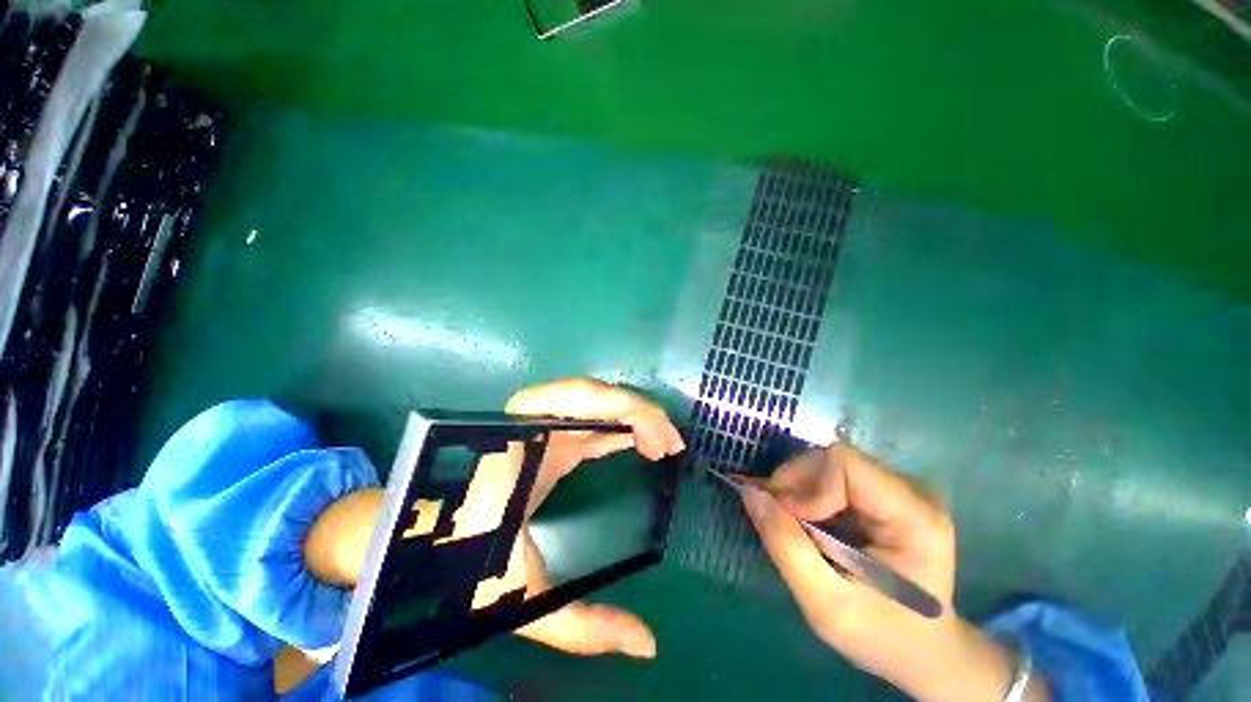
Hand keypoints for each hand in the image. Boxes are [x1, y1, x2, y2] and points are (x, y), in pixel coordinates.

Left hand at [306, 378, 683, 660]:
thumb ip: (582, 626)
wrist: (412, 543)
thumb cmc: (457, 564)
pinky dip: (618, 423)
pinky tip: (638, 441)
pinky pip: (587, 416)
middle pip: (593, 393)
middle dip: (639, 411)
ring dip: (632, 413)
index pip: (582, 404)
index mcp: (523, 444)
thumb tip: (648, 645)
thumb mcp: (521, 598)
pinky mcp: (542, 433)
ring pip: (593, 398)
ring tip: (661, 443)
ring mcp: (537, 424)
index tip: (663, 448)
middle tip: (671, 445)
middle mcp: (531, 423)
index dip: (630, 414)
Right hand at [739, 444, 1047, 701]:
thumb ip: (786, 546)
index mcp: (915, 518)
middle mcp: (913, 491)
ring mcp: (900, 488)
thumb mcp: (826, 605)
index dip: (806, 483)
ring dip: (799, 488)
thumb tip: (750, 492)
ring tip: (793, 524)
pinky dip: (809, 492)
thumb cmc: (880, 635)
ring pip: (829, 463)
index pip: (845, 464)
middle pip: (835, 459)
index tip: (787, 519)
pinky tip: (808, 520)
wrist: (923, 648)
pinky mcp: (885, 491)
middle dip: (796, 484)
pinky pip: (833, 473)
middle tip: (779, 520)